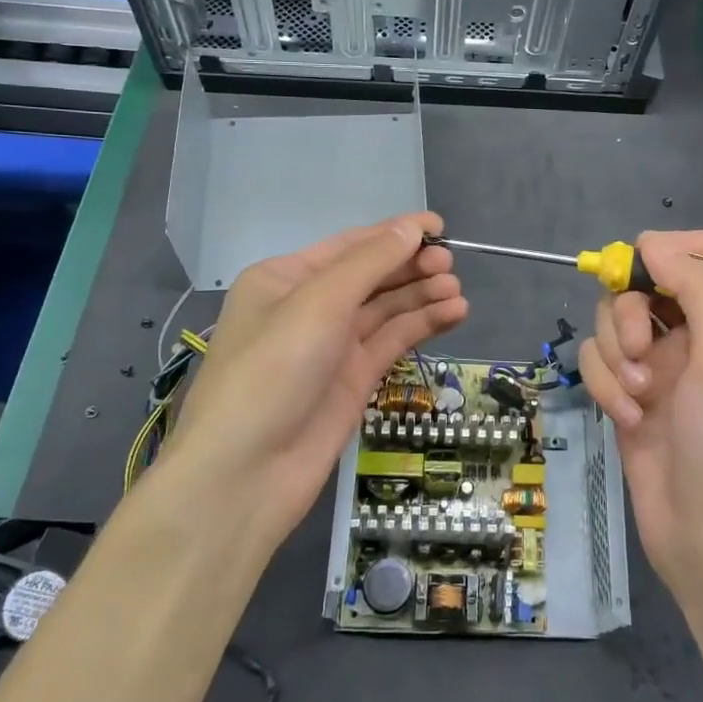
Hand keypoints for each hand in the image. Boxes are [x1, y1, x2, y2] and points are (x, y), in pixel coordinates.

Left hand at [153, 212, 466, 549]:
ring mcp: (331, 346)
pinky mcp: (352, 380)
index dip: (395, 233)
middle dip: (410, 266)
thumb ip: (370, 262)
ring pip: (384, 310)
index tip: (440, 227)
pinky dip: (421, 326)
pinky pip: (392, 342)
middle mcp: (308, 307)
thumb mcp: (318, 303)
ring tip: (457, 292)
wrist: (245, 474)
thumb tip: (413, 226)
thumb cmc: (272, 370)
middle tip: (450, 265)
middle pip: (370, 276)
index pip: (349, 245)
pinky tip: (453, 314)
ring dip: (420, 296)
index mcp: (285, 278)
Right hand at [578, 229, 702, 599]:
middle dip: (629, 313)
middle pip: (644, 283)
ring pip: (612, 321)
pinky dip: (606, 387)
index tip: (647, 266)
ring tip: (636, 396)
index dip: (678, 249)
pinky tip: (627, 419)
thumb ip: (697, 290)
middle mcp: (694, 334)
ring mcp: (657, 364)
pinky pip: (597, 362)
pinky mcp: (626, 393)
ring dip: (614, 356)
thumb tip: (652, 243)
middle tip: (638, 349)